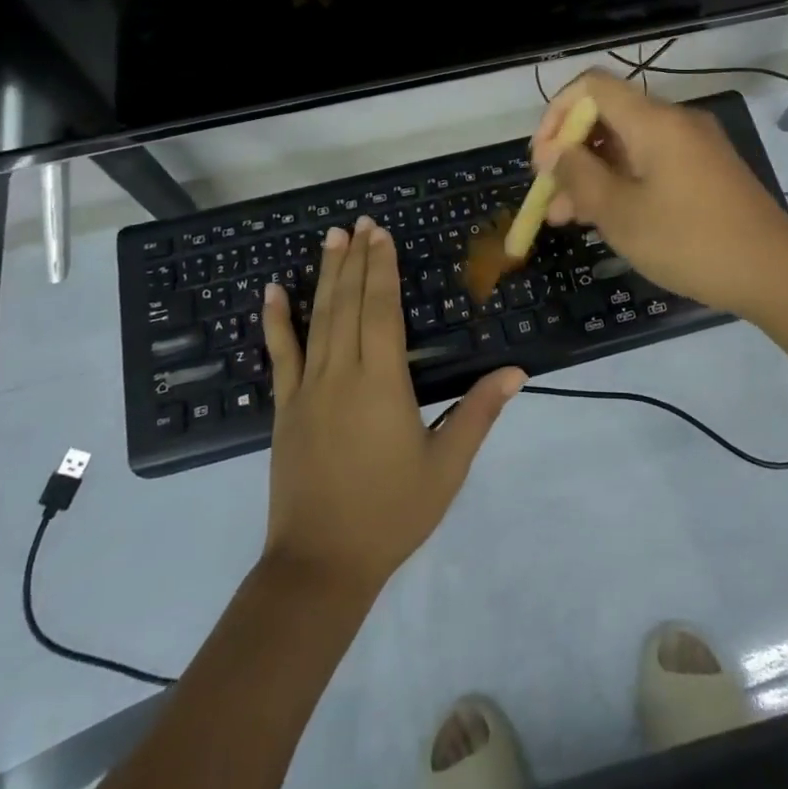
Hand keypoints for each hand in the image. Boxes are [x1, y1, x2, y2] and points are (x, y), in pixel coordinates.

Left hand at [261, 219, 525, 597]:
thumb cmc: (390, 514)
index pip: (381, 310)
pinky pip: (280, 354)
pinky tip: (272, 291)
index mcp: (382, 383)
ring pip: (318, 319)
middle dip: (355, 259)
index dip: (382, 268)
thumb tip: (515, 371)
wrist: (320, 564)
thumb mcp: (446, 467)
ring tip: (331, 238)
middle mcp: (342, 374)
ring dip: (325, 276)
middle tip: (358, 223)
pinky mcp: (285, 407)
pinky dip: (275, 320)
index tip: (382, 235)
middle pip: (349, 303)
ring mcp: (308, 388)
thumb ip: (478, 413)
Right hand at [532, 70, 787, 317]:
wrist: (774, 274)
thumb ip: (579, 176)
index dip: (556, 114)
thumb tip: (555, 152)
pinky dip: (623, 182)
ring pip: (627, 145)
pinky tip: (606, 218)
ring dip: (593, 174)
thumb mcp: (621, 214)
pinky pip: (652, 163)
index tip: (542, 159)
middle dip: (571, 153)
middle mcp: (674, 122)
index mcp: (654, 121)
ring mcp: (693, 146)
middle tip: (549, 196)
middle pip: (608, 117)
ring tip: (567, 219)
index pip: (592, 87)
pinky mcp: (705, 170)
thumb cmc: (690, 241)